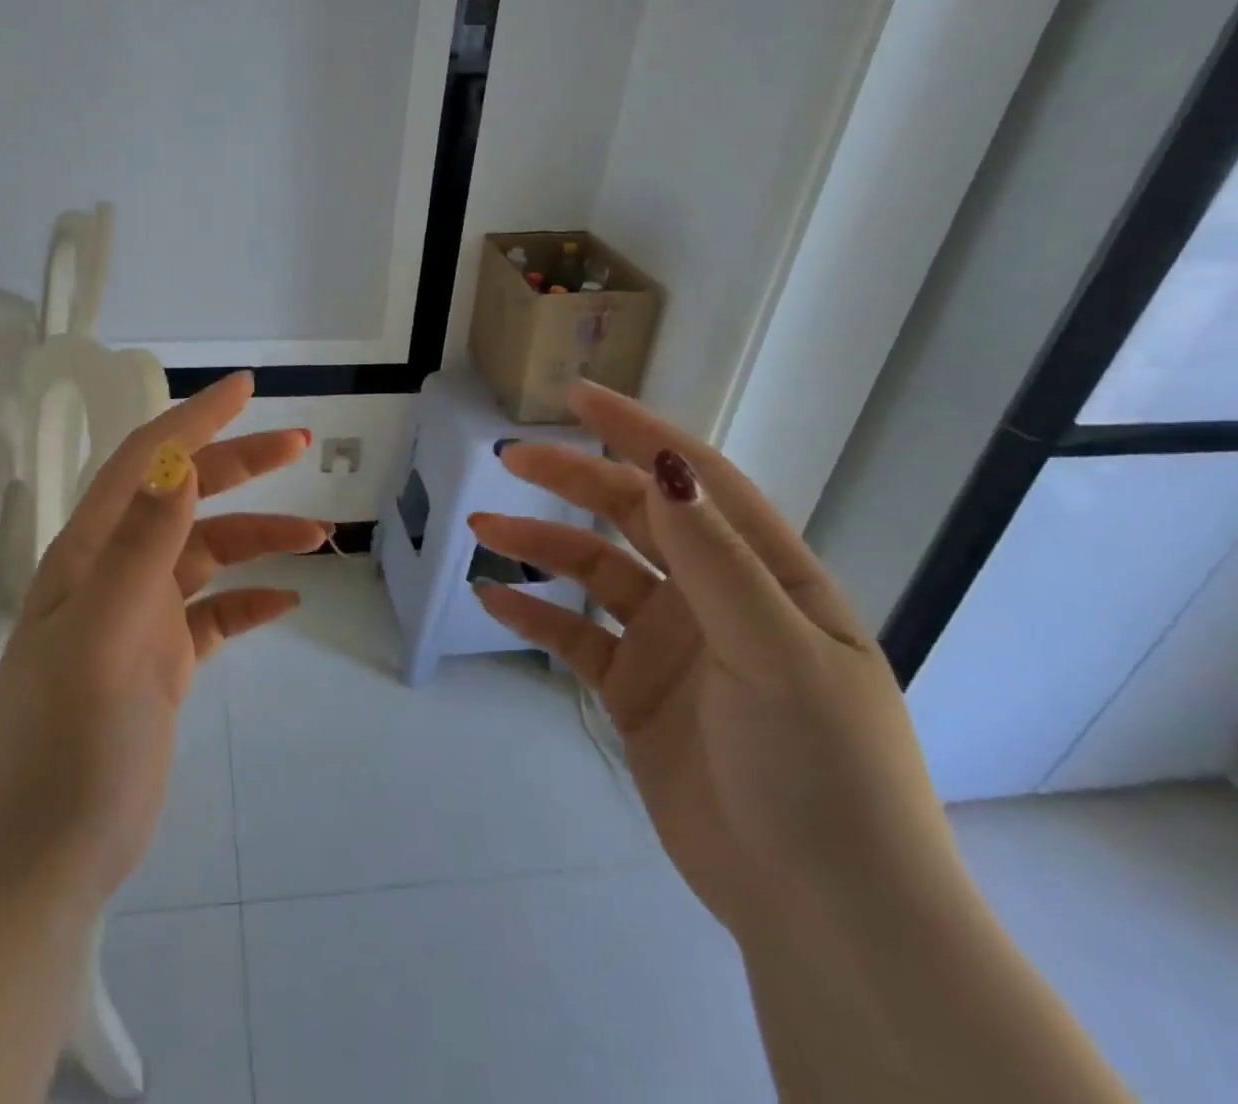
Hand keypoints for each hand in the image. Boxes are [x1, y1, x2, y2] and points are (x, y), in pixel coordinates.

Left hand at [0, 372, 322, 901]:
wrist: (37, 857)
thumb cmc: (64, 740)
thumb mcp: (105, 634)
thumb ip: (142, 546)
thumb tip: (177, 462)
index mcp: (92, 552)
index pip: (146, 461)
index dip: (194, 419)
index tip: (246, 389)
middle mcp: (115, 573)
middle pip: (184, 496)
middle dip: (240, 465)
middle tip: (300, 446)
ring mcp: (140, 620)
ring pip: (208, 555)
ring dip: (260, 538)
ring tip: (319, 539)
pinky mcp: (161, 665)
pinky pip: (215, 615)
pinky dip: (250, 601)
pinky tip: (285, 603)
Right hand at [468, 381, 958, 940]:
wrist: (821, 909)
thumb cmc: (821, 768)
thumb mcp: (774, 652)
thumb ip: (714, 559)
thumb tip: (664, 467)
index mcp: (767, 575)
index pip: (696, 481)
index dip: (638, 433)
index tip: (578, 397)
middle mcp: (716, 597)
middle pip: (633, 516)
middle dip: (573, 481)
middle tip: (509, 458)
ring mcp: (672, 643)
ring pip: (595, 572)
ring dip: (540, 546)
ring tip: (483, 530)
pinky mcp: (635, 690)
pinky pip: (576, 637)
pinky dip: (536, 616)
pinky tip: (495, 602)